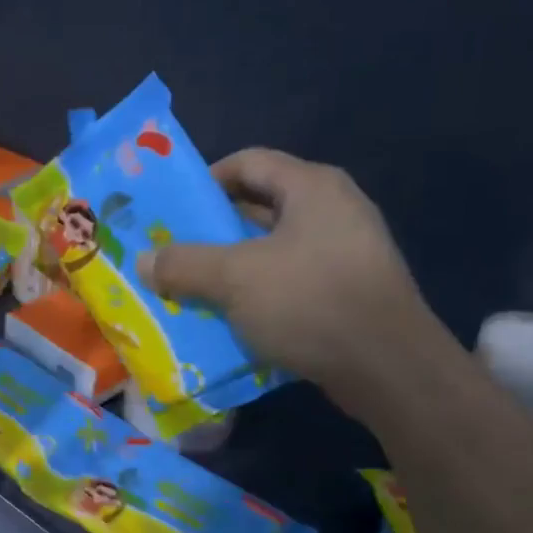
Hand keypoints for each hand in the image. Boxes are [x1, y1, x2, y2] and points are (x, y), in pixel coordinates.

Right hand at [137, 149, 444, 421]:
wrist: (389, 369)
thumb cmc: (310, 302)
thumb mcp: (235, 278)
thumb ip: (183, 264)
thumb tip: (143, 261)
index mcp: (311, 187)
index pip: (247, 162)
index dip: (205, 181)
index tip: (172, 212)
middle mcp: (332, 210)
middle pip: (258, 206)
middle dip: (211, 231)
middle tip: (171, 253)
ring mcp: (344, 252)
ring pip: (271, 249)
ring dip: (231, 267)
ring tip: (190, 288)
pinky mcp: (346, 291)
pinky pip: (289, 281)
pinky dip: (257, 293)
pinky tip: (229, 318)